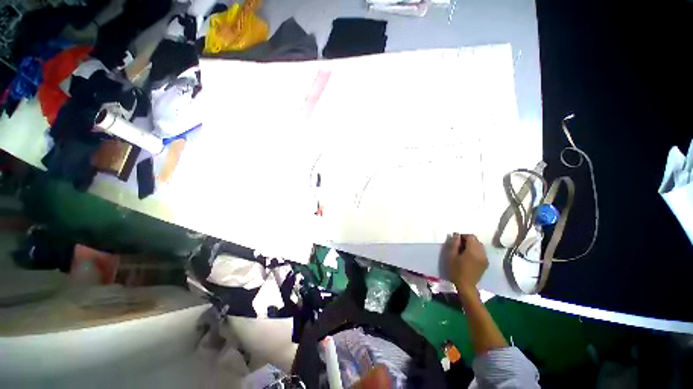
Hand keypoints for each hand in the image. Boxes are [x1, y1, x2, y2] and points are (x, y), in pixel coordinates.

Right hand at [445, 233, 487, 297]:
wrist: (466, 286)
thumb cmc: (456, 270)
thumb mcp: (451, 256)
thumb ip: (454, 243)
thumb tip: (456, 234)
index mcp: (473, 251)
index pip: (471, 236)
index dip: (463, 236)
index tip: (456, 241)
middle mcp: (482, 253)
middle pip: (476, 240)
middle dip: (467, 240)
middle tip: (458, 246)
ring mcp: (485, 258)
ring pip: (479, 246)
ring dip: (472, 245)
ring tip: (463, 251)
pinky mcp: (486, 263)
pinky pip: (481, 252)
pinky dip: (475, 251)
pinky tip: (469, 257)